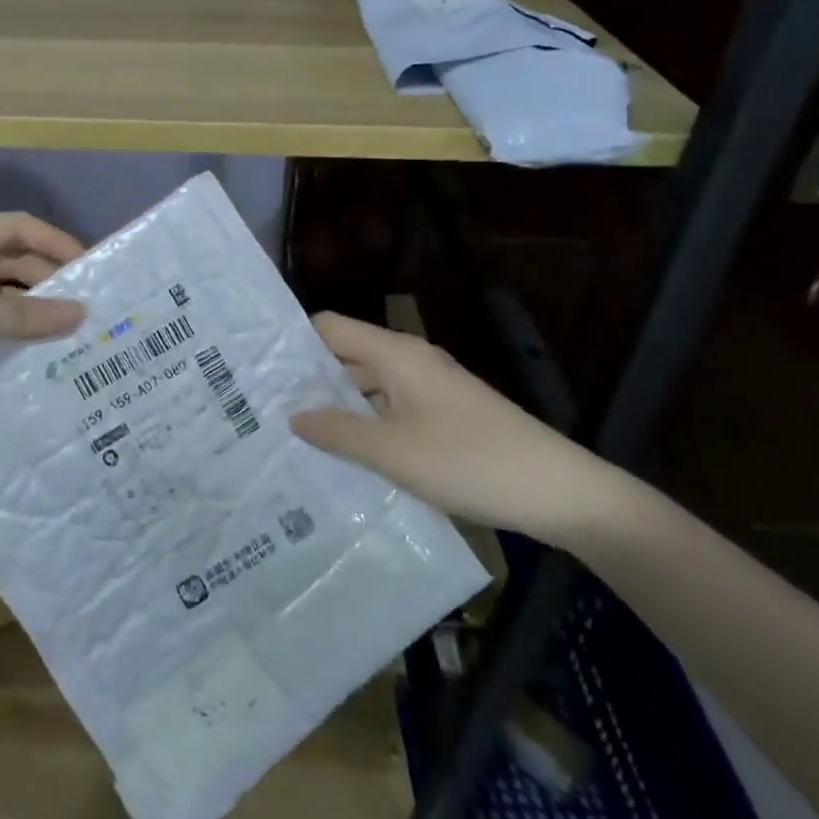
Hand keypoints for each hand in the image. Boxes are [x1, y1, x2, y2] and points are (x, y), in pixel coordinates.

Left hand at [0, 213, 85, 428]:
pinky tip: (31, 356)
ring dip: (29, 310)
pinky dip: (6, 335)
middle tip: (88, 308)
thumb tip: (79, 313)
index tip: (93, 269)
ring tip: (70, 334)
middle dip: (48, 279)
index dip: (56, 242)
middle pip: (10, 260)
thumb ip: (18, 315)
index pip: (16, 227)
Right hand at [291, 312, 617, 544]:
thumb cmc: (468, 461)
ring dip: (338, 404)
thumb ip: (337, 431)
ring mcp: (431, 387)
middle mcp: (410, 360)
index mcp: (395, 353)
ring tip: (298, 434)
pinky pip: (392, 406)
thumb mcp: (392, 451)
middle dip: (310, 378)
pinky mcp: (445, 413)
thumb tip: (293, 415)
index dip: (294, 343)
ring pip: (370, 384)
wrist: (558, 491)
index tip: (260, 370)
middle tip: (267, 408)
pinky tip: (349, 453)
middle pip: (347, 354)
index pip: (329, 327)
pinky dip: (367, 421)